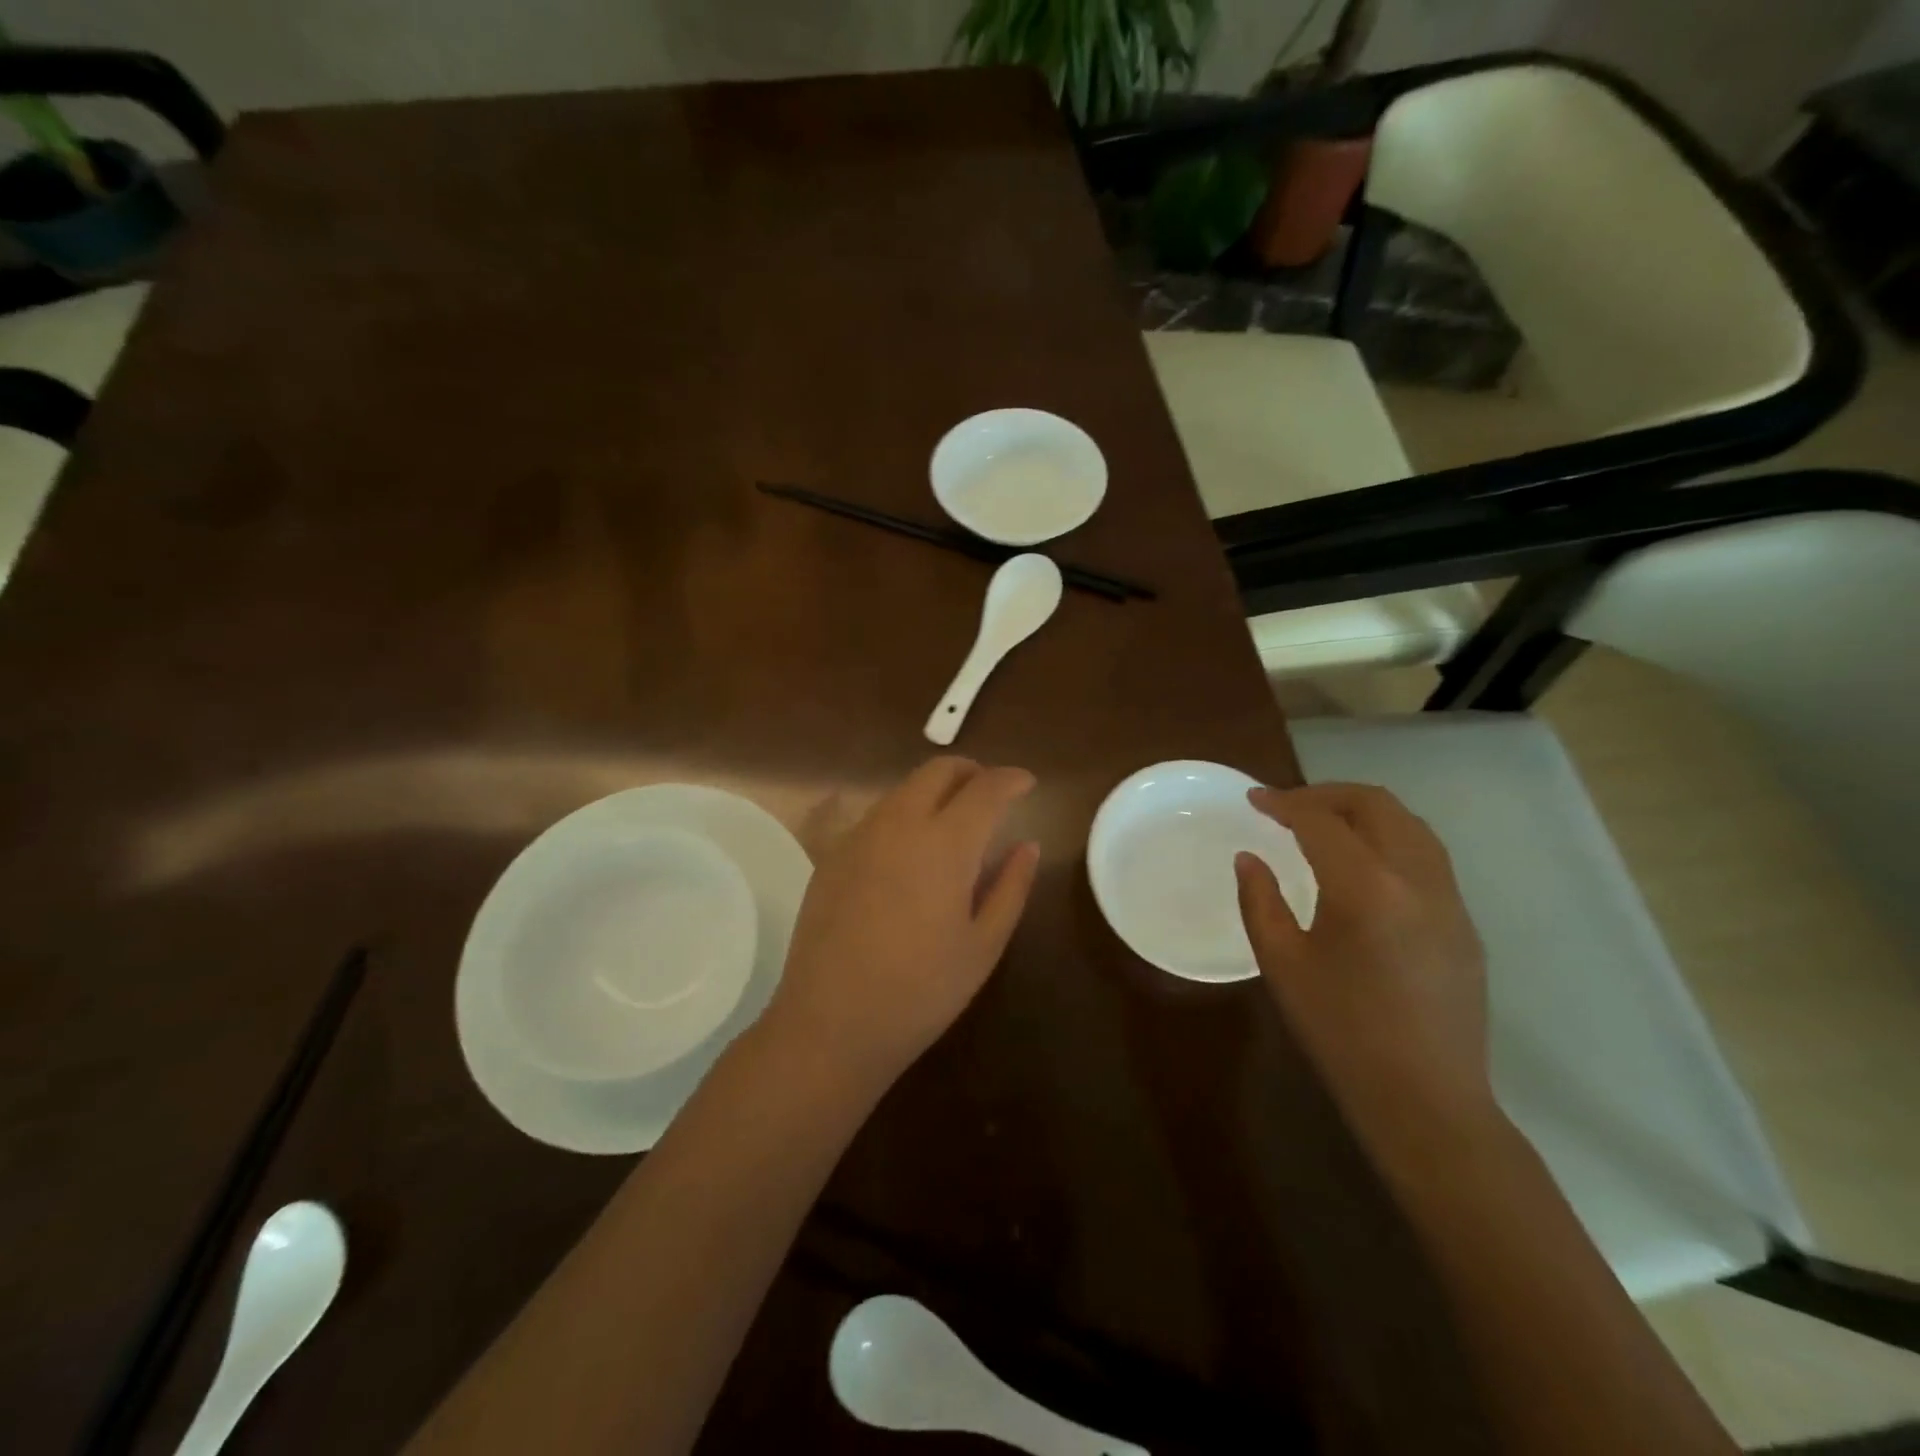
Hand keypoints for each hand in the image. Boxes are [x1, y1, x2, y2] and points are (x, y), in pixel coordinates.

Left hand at [763, 757, 1040, 1089]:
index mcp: (945, 843)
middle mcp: (899, 823)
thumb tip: (1028, 845)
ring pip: (904, 789)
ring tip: (954, 824)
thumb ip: (1011, 887)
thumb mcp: (983, 945)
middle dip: (971, 772)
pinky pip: (877, 816)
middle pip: (938, 770)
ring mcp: (859, 836)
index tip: (1028, 784)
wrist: (831, 1023)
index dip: (1011, 779)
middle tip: (991, 795)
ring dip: (935, 792)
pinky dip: (905, 815)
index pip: (986, 788)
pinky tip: (911, 854)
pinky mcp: (832, 855)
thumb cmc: (921, 991)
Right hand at [1235, 782, 1496, 1164]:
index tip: (1254, 799)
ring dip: (1363, 812)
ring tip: (1324, 826)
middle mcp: (1417, 880)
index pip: (1321, 821)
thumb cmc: (1341, 1031)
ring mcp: (1450, 899)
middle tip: (1287, 806)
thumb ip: (1260, 900)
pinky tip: (1363, 866)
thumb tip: (1250, 858)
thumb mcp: (1282, 963)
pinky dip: (1389, 839)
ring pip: (1410, 825)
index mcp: (1366, 888)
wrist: (1425, 1099)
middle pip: (1376, 805)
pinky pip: (1427, 856)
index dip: (1284, 803)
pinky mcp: (1463, 922)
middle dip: (1327, 794)